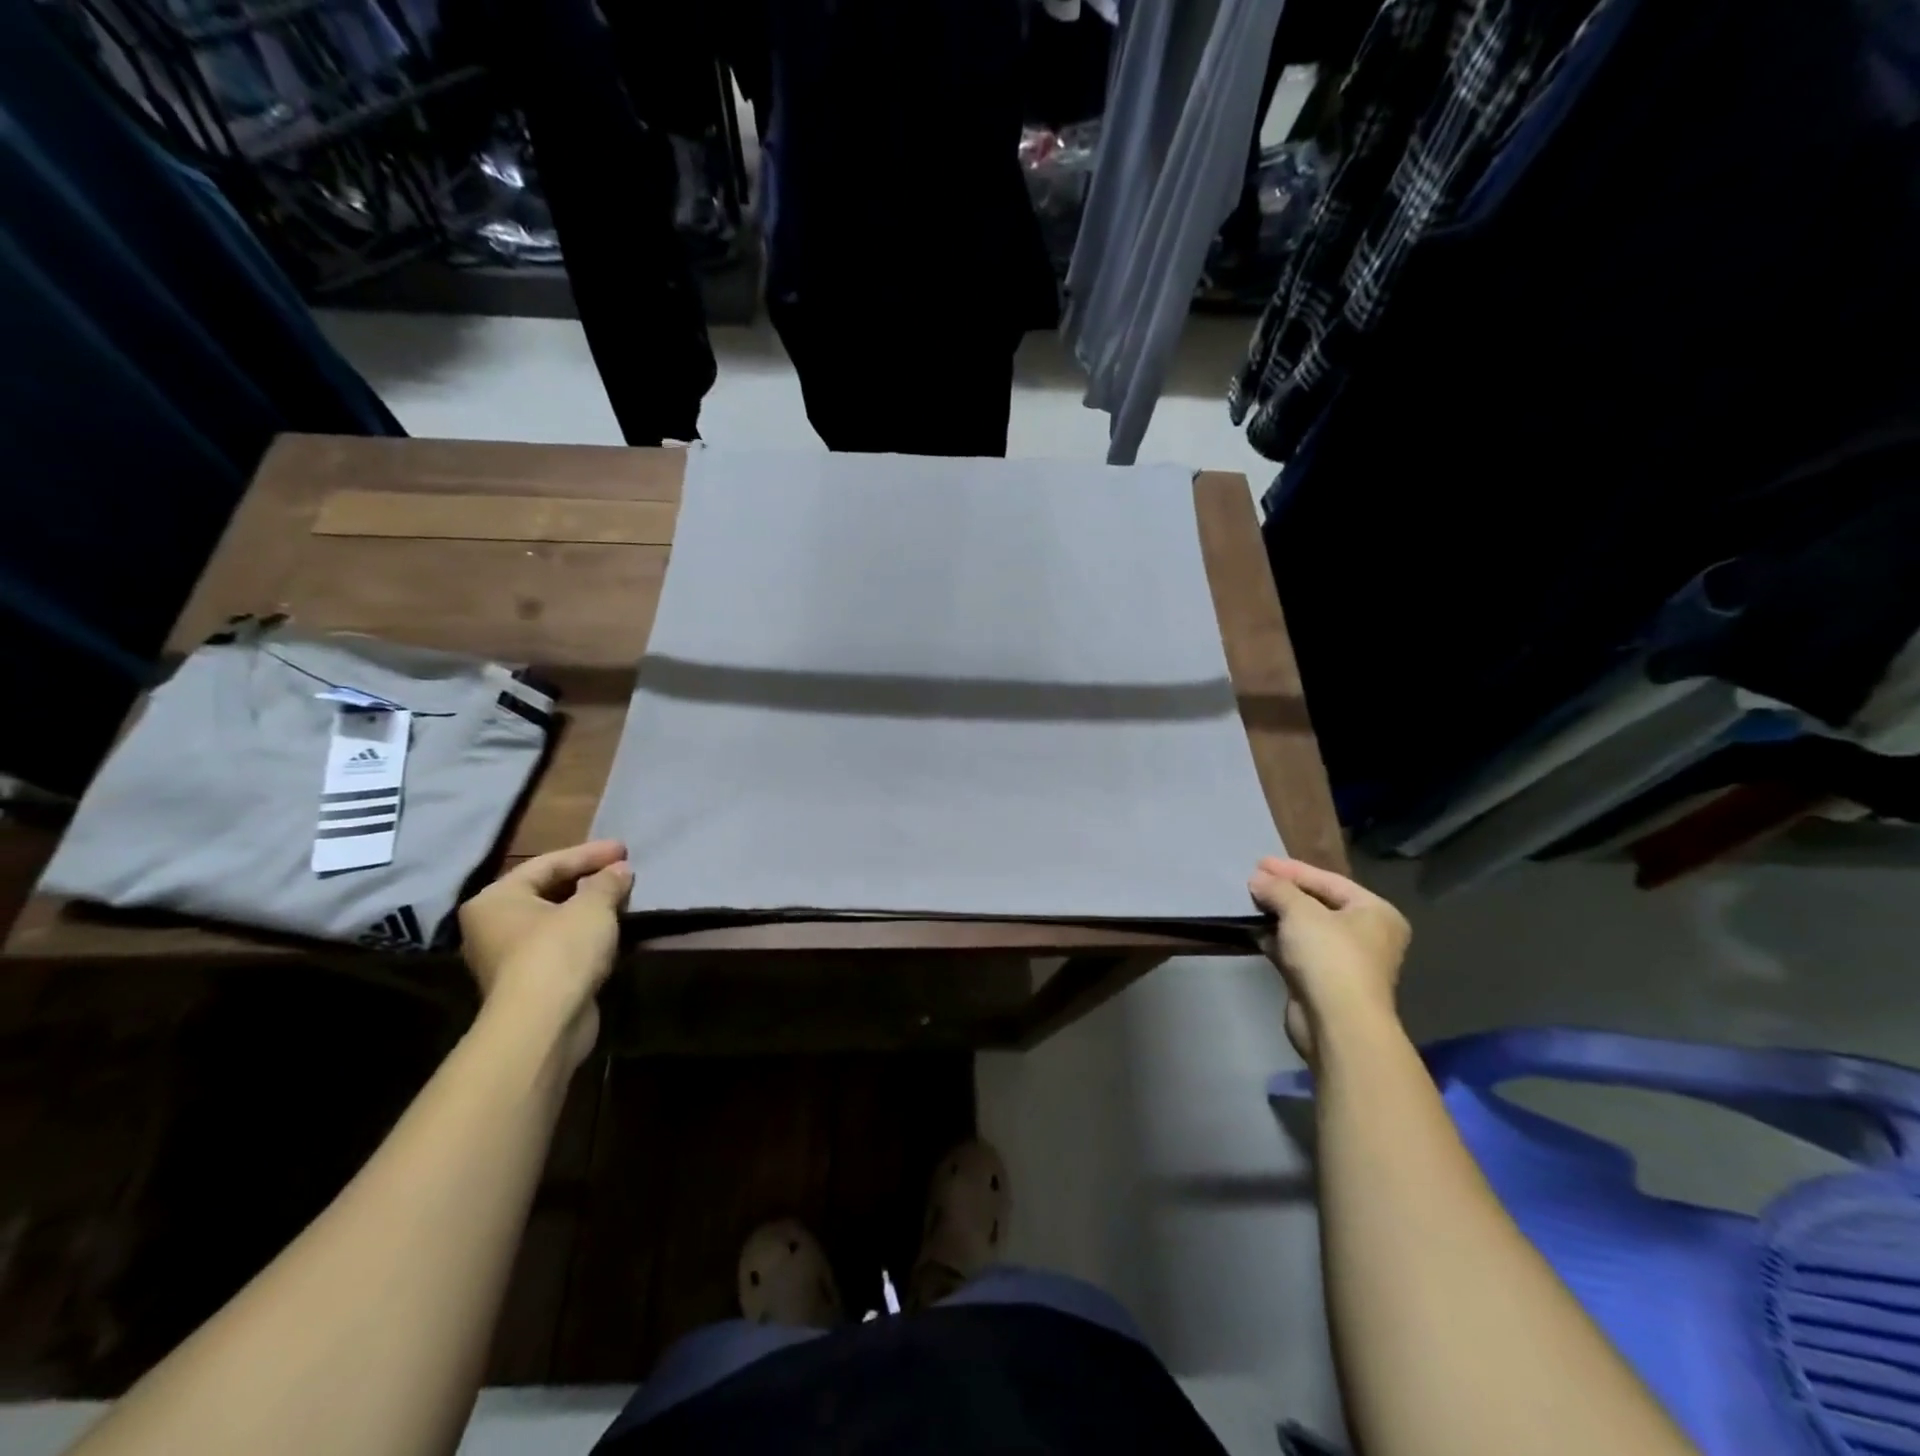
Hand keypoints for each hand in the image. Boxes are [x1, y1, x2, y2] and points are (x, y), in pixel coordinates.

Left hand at [458, 840, 632, 1068]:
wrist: (544, 1024)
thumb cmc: (559, 951)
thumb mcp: (592, 907)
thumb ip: (607, 882)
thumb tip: (620, 871)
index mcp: (496, 899)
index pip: (547, 863)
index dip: (589, 854)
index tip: (624, 849)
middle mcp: (492, 926)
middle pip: (548, 891)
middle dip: (588, 880)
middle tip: (623, 871)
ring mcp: (508, 958)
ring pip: (555, 920)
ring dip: (589, 908)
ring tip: (623, 897)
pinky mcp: (529, 983)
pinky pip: (561, 946)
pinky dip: (585, 935)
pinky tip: (611, 930)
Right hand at [1249, 857, 1410, 1065]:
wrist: (1337, 1023)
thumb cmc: (1330, 956)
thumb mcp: (1301, 912)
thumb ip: (1279, 889)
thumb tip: (1257, 878)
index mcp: (1376, 913)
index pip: (1330, 881)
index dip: (1293, 870)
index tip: (1260, 862)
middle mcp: (1367, 935)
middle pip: (1319, 904)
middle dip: (1285, 892)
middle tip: (1254, 879)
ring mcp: (1346, 962)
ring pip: (1306, 929)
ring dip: (1279, 916)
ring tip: (1249, 901)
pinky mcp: (1324, 983)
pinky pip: (1297, 952)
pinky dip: (1277, 940)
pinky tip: (1254, 930)